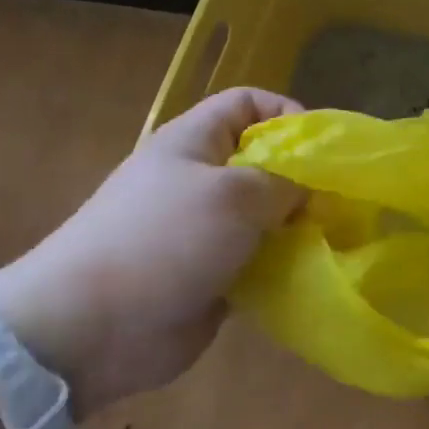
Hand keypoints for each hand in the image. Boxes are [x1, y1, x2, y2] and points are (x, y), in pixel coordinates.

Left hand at [0, 87, 304, 415]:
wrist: (91, 326)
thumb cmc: (164, 239)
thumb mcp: (234, 195)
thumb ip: (284, 183)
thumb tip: (311, 189)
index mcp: (194, 142)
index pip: (248, 103)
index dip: (288, 115)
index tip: (323, 152)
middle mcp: (199, 180)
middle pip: (263, 163)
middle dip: (303, 181)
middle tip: (338, 207)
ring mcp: (202, 231)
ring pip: (264, 218)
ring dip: (296, 229)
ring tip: (331, 244)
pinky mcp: (209, 277)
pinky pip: (256, 263)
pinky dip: (280, 268)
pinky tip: (306, 278)